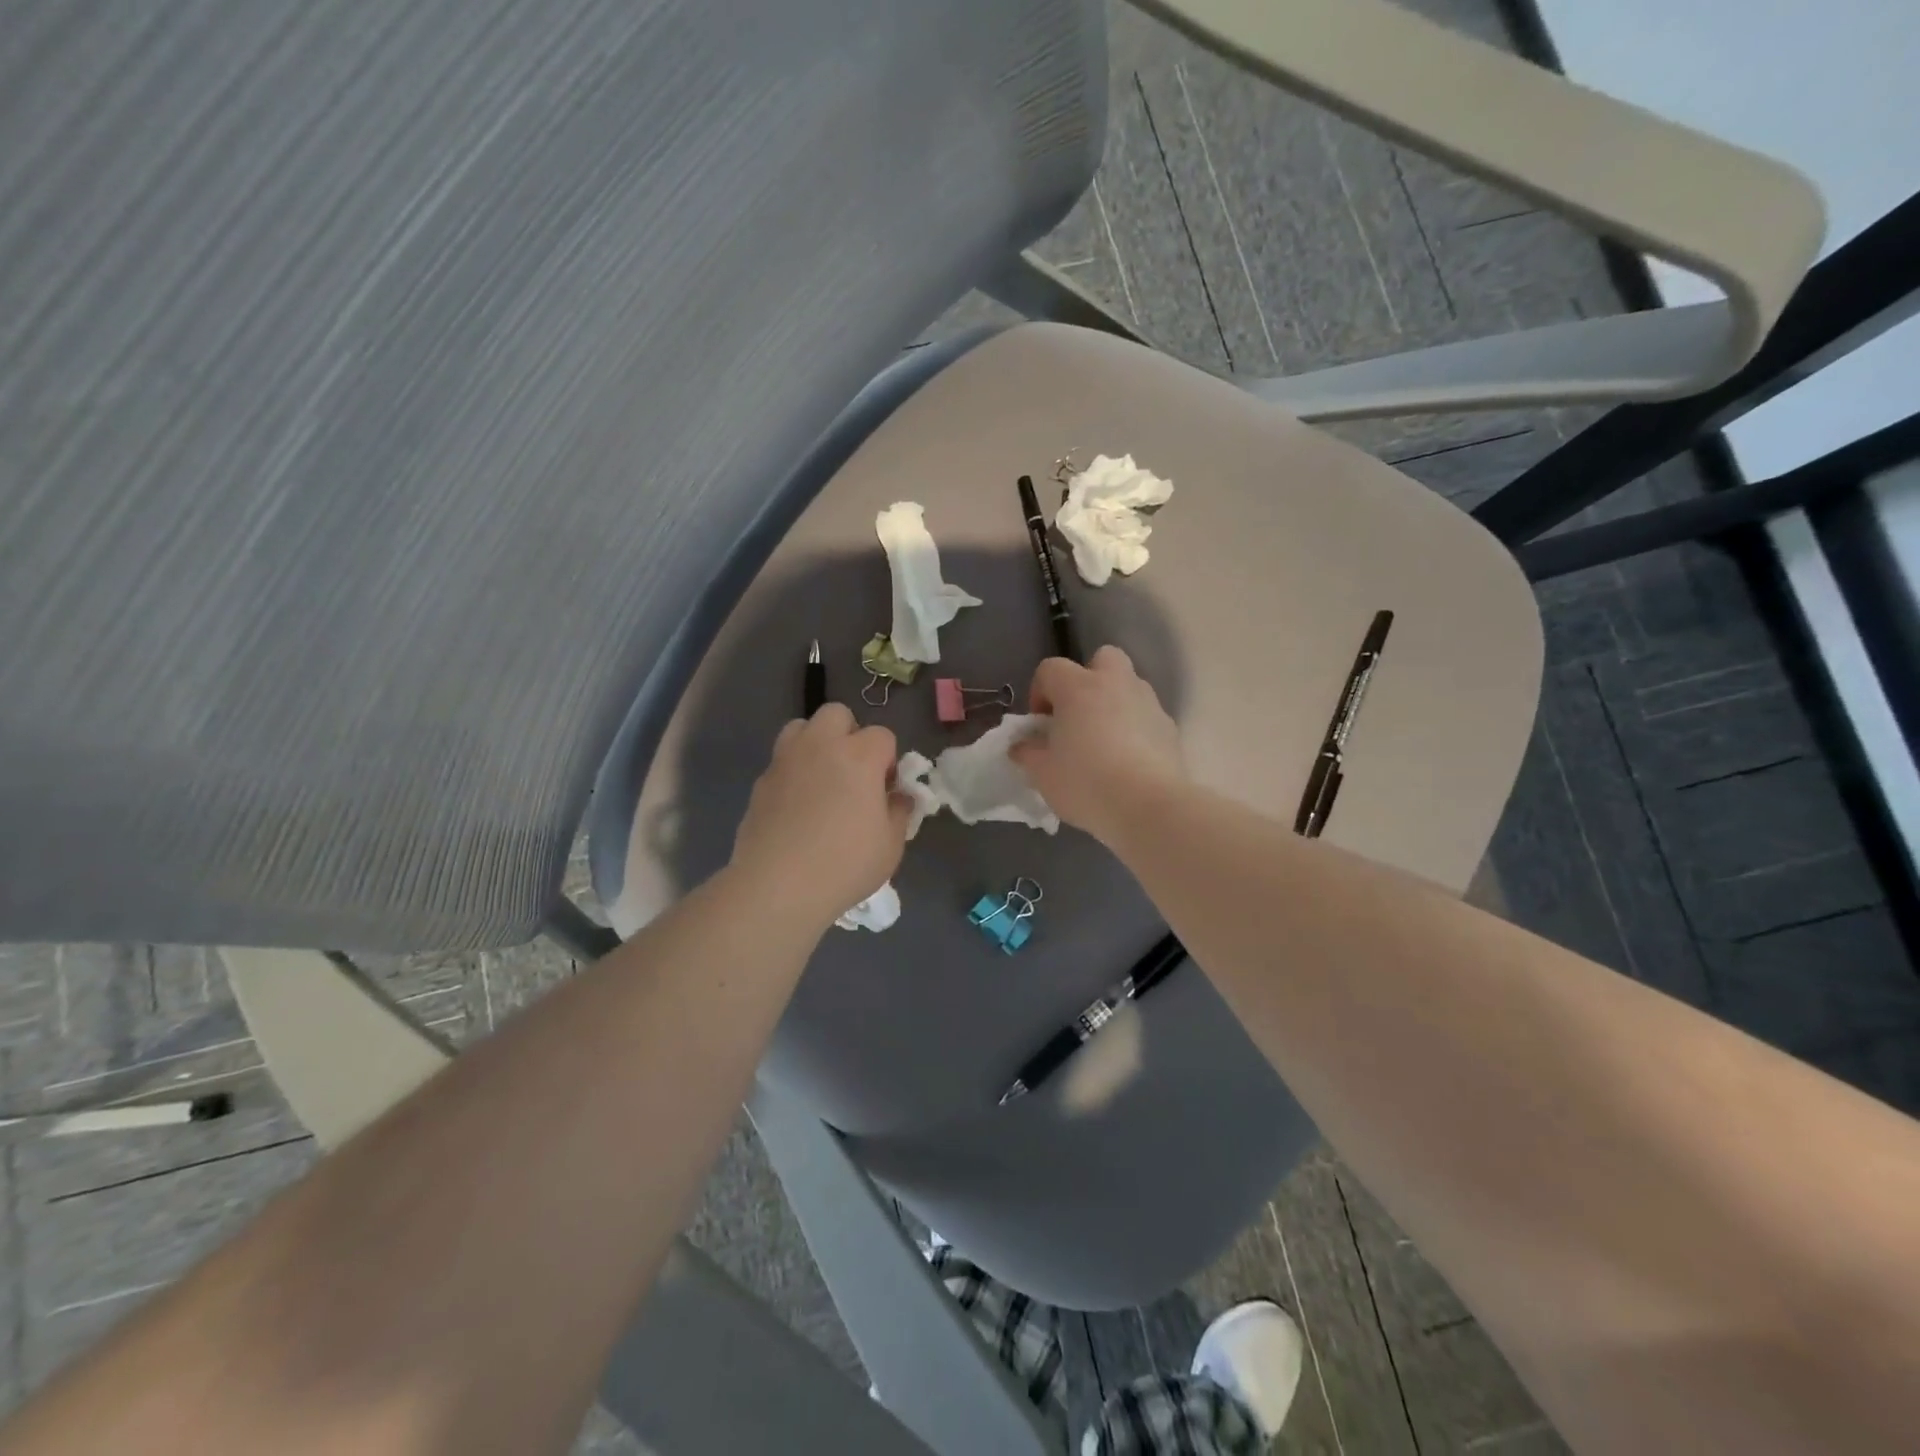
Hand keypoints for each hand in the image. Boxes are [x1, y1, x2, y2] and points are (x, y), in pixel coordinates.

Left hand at [731, 704, 911, 926]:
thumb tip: (899, 797)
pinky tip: (797, 807)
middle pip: (837, 715)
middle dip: (849, 735)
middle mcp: (820, 746)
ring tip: (821, 780)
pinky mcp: (761, 781)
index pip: (882, 735)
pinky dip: (793, 772)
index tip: (885, 790)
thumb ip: (899, 811)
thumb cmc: (844, 864)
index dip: (888, 760)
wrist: (777, 886)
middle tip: (853, 773)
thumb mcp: (891, 845)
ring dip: (815, 743)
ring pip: (801, 727)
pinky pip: (781, 761)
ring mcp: (785, 760)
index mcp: (859, 756)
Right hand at [1011, 645, 1185, 843]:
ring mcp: (1148, 703)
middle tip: (1077, 717)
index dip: (1040, 692)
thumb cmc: (1086, 783)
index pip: (1050, 669)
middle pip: (1103, 658)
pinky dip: (1136, 729)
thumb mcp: (1042, 774)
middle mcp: (1116, 684)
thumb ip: (1028, 753)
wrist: (1148, 806)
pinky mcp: (1170, 728)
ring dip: (1114, 704)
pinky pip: (1146, 717)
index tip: (1040, 725)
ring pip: (1129, 686)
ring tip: (1104, 743)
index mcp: (1078, 687)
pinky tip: (1128, 761)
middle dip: (1088, 679)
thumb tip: (1022, 745)